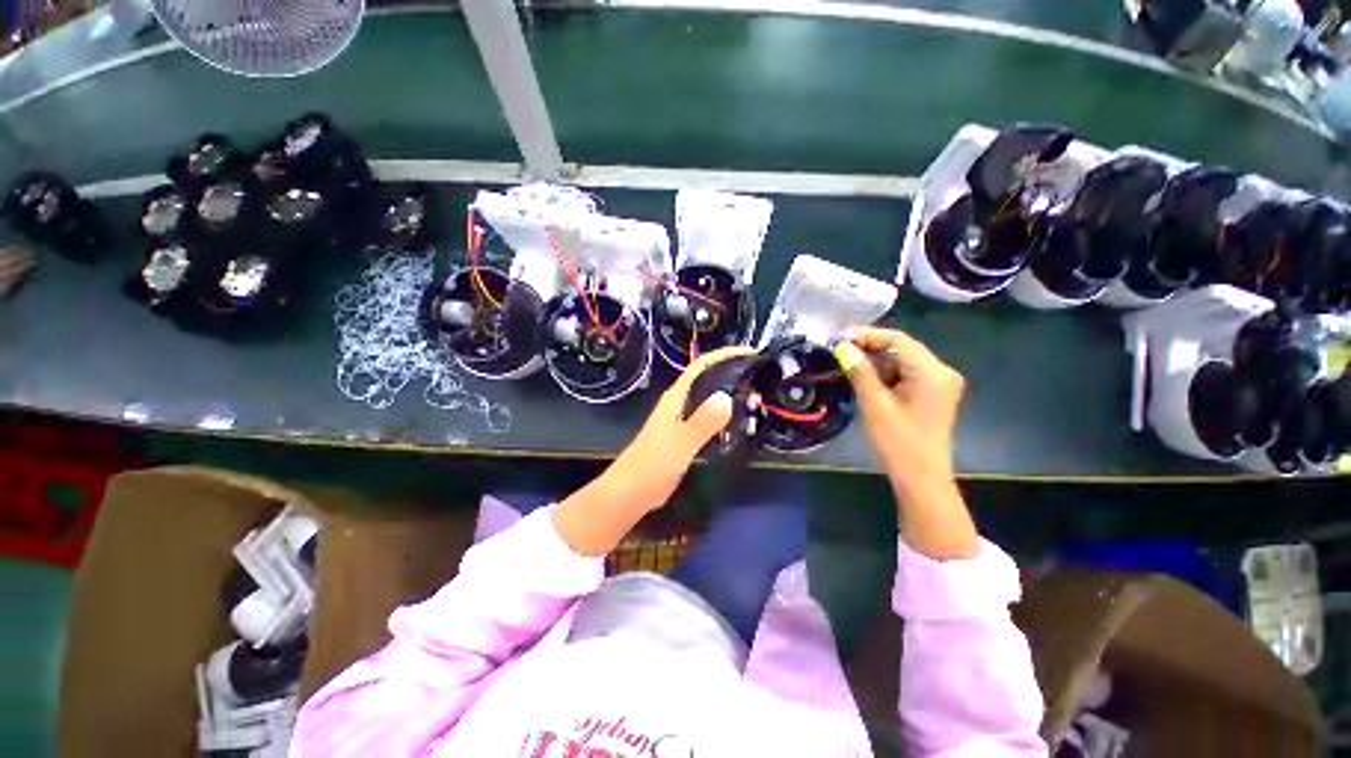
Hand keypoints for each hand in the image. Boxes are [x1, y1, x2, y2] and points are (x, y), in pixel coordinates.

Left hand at [552, 346, 755, 554]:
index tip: (750, 352)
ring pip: (709, 400)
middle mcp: (679, 403)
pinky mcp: (684, 437)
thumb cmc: (653, 463)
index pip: (701, 366)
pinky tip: (739, 424)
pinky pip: (709, 419)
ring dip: (730, 396)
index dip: (724, 355)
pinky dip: (725, 417)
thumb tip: (727, 396)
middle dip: (732, 374)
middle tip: (761, 379)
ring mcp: (681, 420)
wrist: (631, 492)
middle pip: (708, 380)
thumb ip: (703, 421)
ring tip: (757, 398)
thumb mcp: (681, 441)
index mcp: (676, 397)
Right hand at [834, 327, 978, 559]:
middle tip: (839, 351)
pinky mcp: (933, 394)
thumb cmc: (898, 442)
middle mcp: (941, 371)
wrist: (921, 478)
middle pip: (902, 348)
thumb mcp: (874, 404)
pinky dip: (886, 373)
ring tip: (848, 364)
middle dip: (870, 347)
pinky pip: (907, 373)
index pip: (898, 339)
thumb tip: (842, 347)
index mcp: (932, 372)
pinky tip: (866, 379)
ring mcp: (940, 383)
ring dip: (876, 361)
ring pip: (903, 360)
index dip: (867, 335)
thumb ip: (859, 371)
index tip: (839, 338)